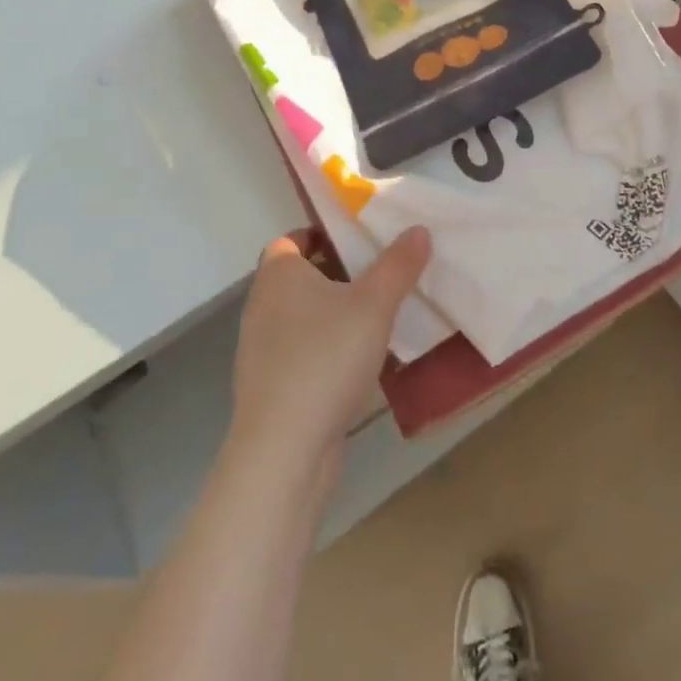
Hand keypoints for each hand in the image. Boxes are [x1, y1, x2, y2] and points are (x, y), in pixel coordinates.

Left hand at [229, 227, 431, 476]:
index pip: (290, 239)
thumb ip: (398, 264)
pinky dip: (329, 348)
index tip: (358, 238)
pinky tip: (363, 361)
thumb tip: (418, 230)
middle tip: (381, 271)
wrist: (284, 450)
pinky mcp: (272, 387)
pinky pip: (304, 352)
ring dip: (336, 313)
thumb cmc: (325, 358)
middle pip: (300, 277)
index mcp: (278, 275)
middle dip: (338, 272)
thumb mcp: (374, 304)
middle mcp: (263, 306)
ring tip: (379, 314)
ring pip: (304, 316)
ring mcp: (263, 350)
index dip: (322, 234)